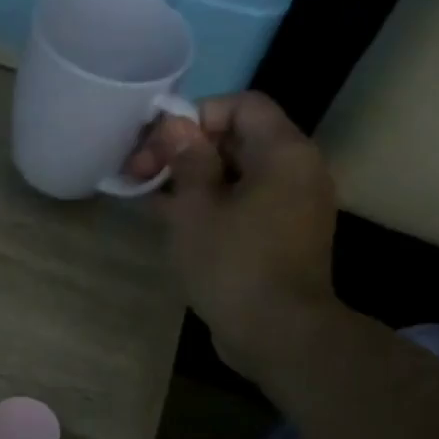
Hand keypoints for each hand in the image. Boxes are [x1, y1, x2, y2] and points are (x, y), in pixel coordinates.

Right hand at [124, 92, 339, 379]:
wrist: (278, 333)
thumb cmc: (232, 264)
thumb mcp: (195, 209)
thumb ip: (186, 160)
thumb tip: (176, 125)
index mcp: (283, 152)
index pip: (241, 105)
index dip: (196, 116)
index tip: (159, 146)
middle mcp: (298, 170)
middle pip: (238, 139)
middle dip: (186, 151)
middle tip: (141, 175)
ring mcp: (294, 205)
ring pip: (238, 174)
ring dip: (194, 180)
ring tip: (150, 200)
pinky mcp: (284, 235)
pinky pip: (246, 203)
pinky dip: (213, 204)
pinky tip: (175, 222)